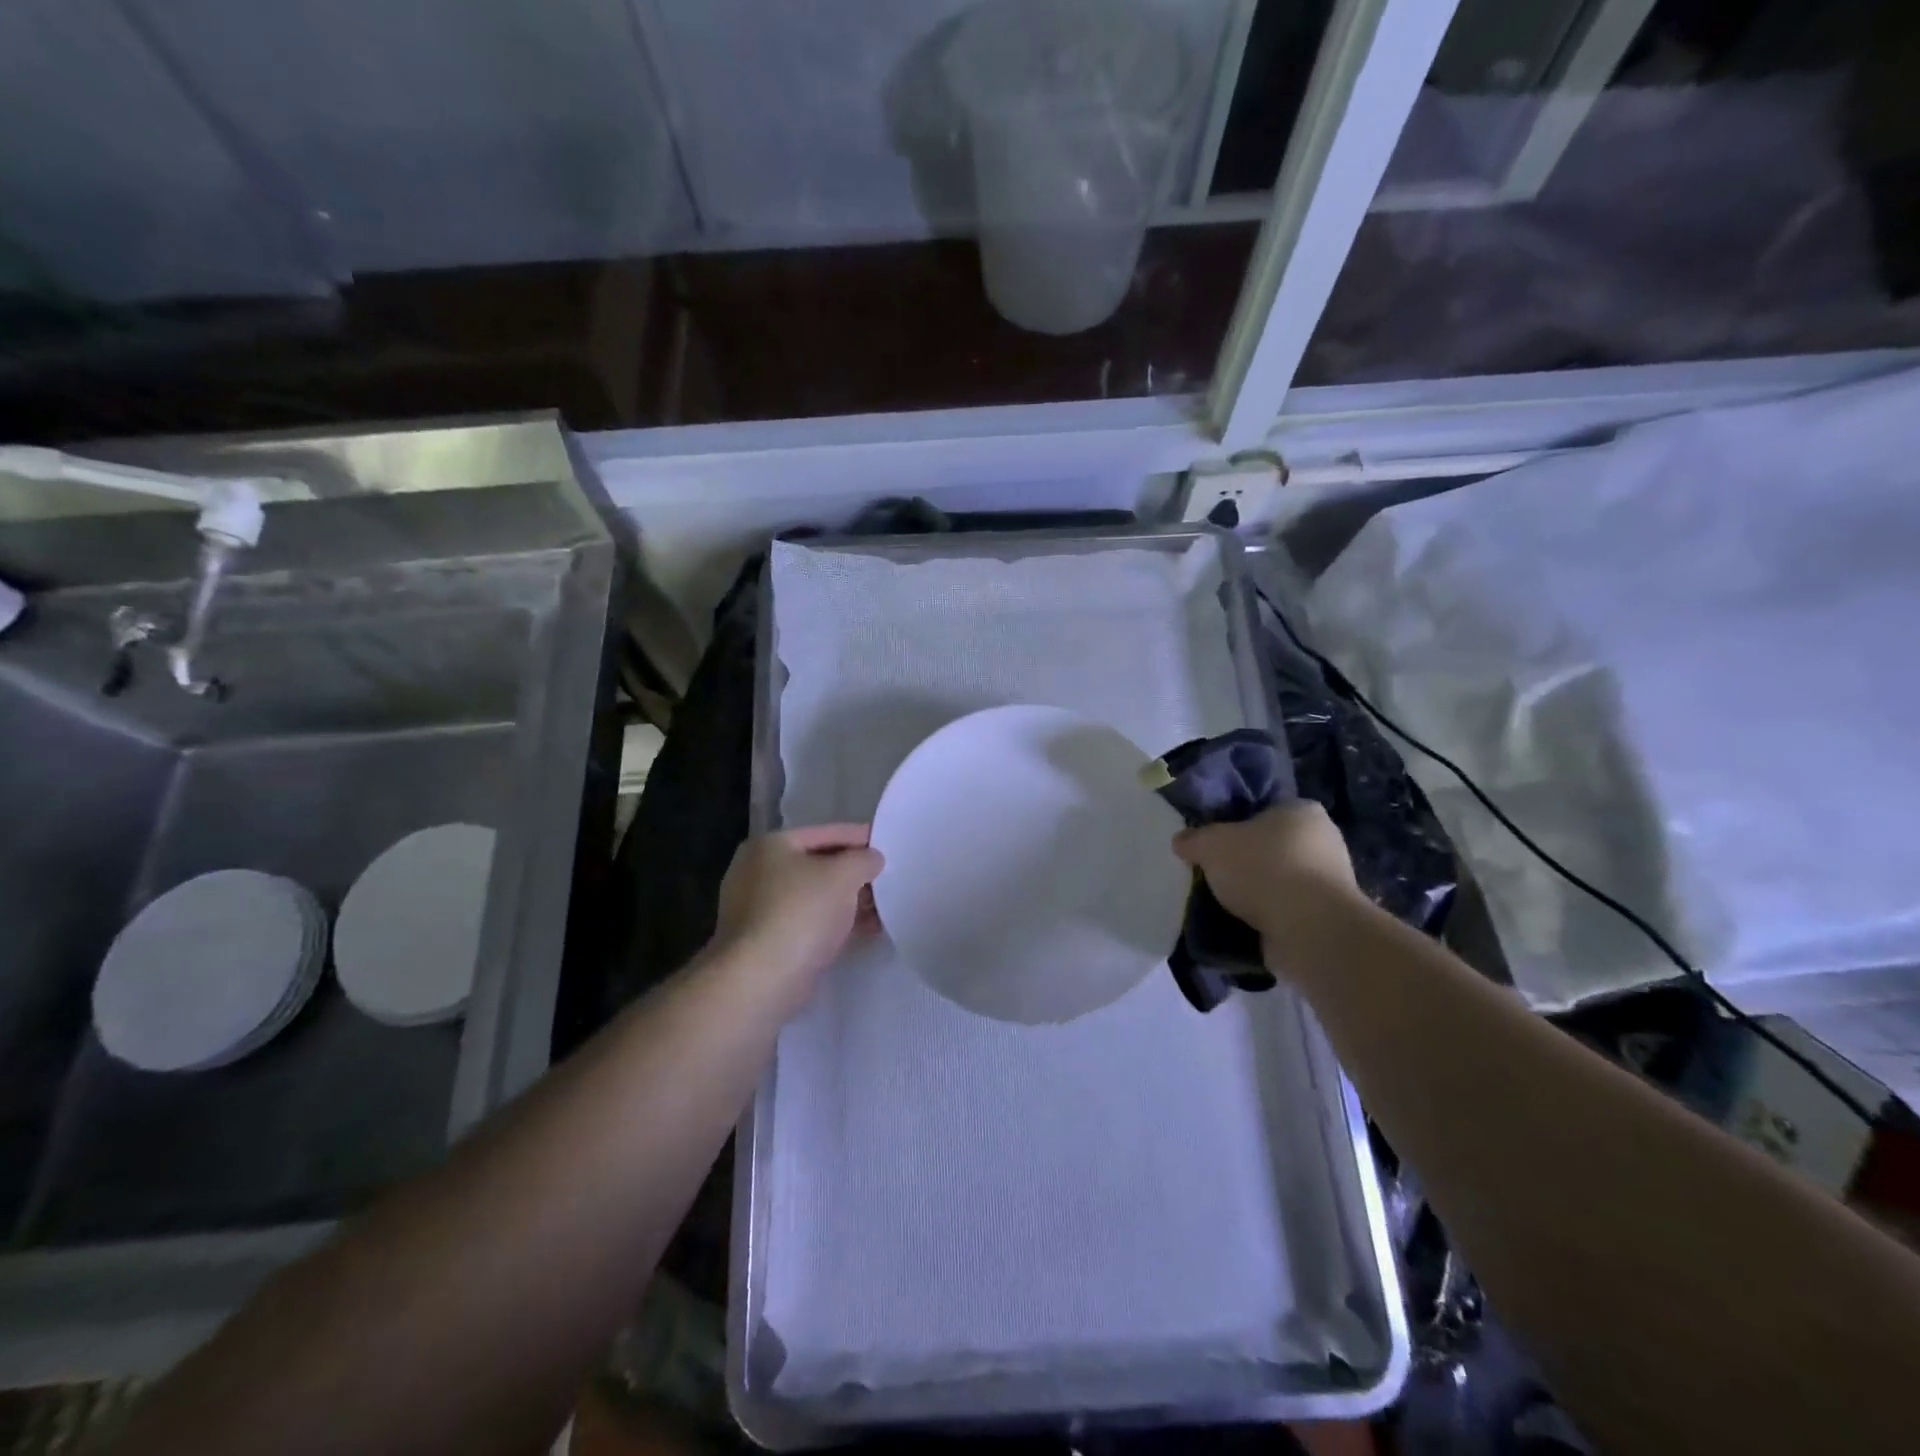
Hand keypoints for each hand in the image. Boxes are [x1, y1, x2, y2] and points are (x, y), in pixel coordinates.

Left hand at [711, 825, 883, 1006]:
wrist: (761, 979)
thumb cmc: (801, 912)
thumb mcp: (843, 875)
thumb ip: (863, 859)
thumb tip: (872, 859)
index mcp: (770, 845)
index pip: (824, 834)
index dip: (859, 838)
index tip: (888, 846)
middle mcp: (758, 872)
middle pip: (818, 866)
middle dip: (855, 874)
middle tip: (888, 879)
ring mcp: (760, 910)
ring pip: (815, 897)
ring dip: (849, 901)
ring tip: (884, 908)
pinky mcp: (767, 942)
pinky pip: (810, 923)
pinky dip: (836, 924)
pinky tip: (867, 930)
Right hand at [1172, 802, 1363, 945]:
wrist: (1310, 930)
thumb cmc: (1263, 868)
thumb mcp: (1211, 844)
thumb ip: (1194, 839)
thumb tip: (1182, 841)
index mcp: (1301, 810)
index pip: (1263, 808)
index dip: (1234, 823)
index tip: (1212, 842)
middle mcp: (1323, 840)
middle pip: (1271, 845)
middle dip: (1244, 860)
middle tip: (1214, 873)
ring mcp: (1329, 881)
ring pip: (1278, 880)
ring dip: (1255, 892)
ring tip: (1223, 904)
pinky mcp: (1326, 916)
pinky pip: (1286, 910)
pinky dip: (1267, 917)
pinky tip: (1242, 925)